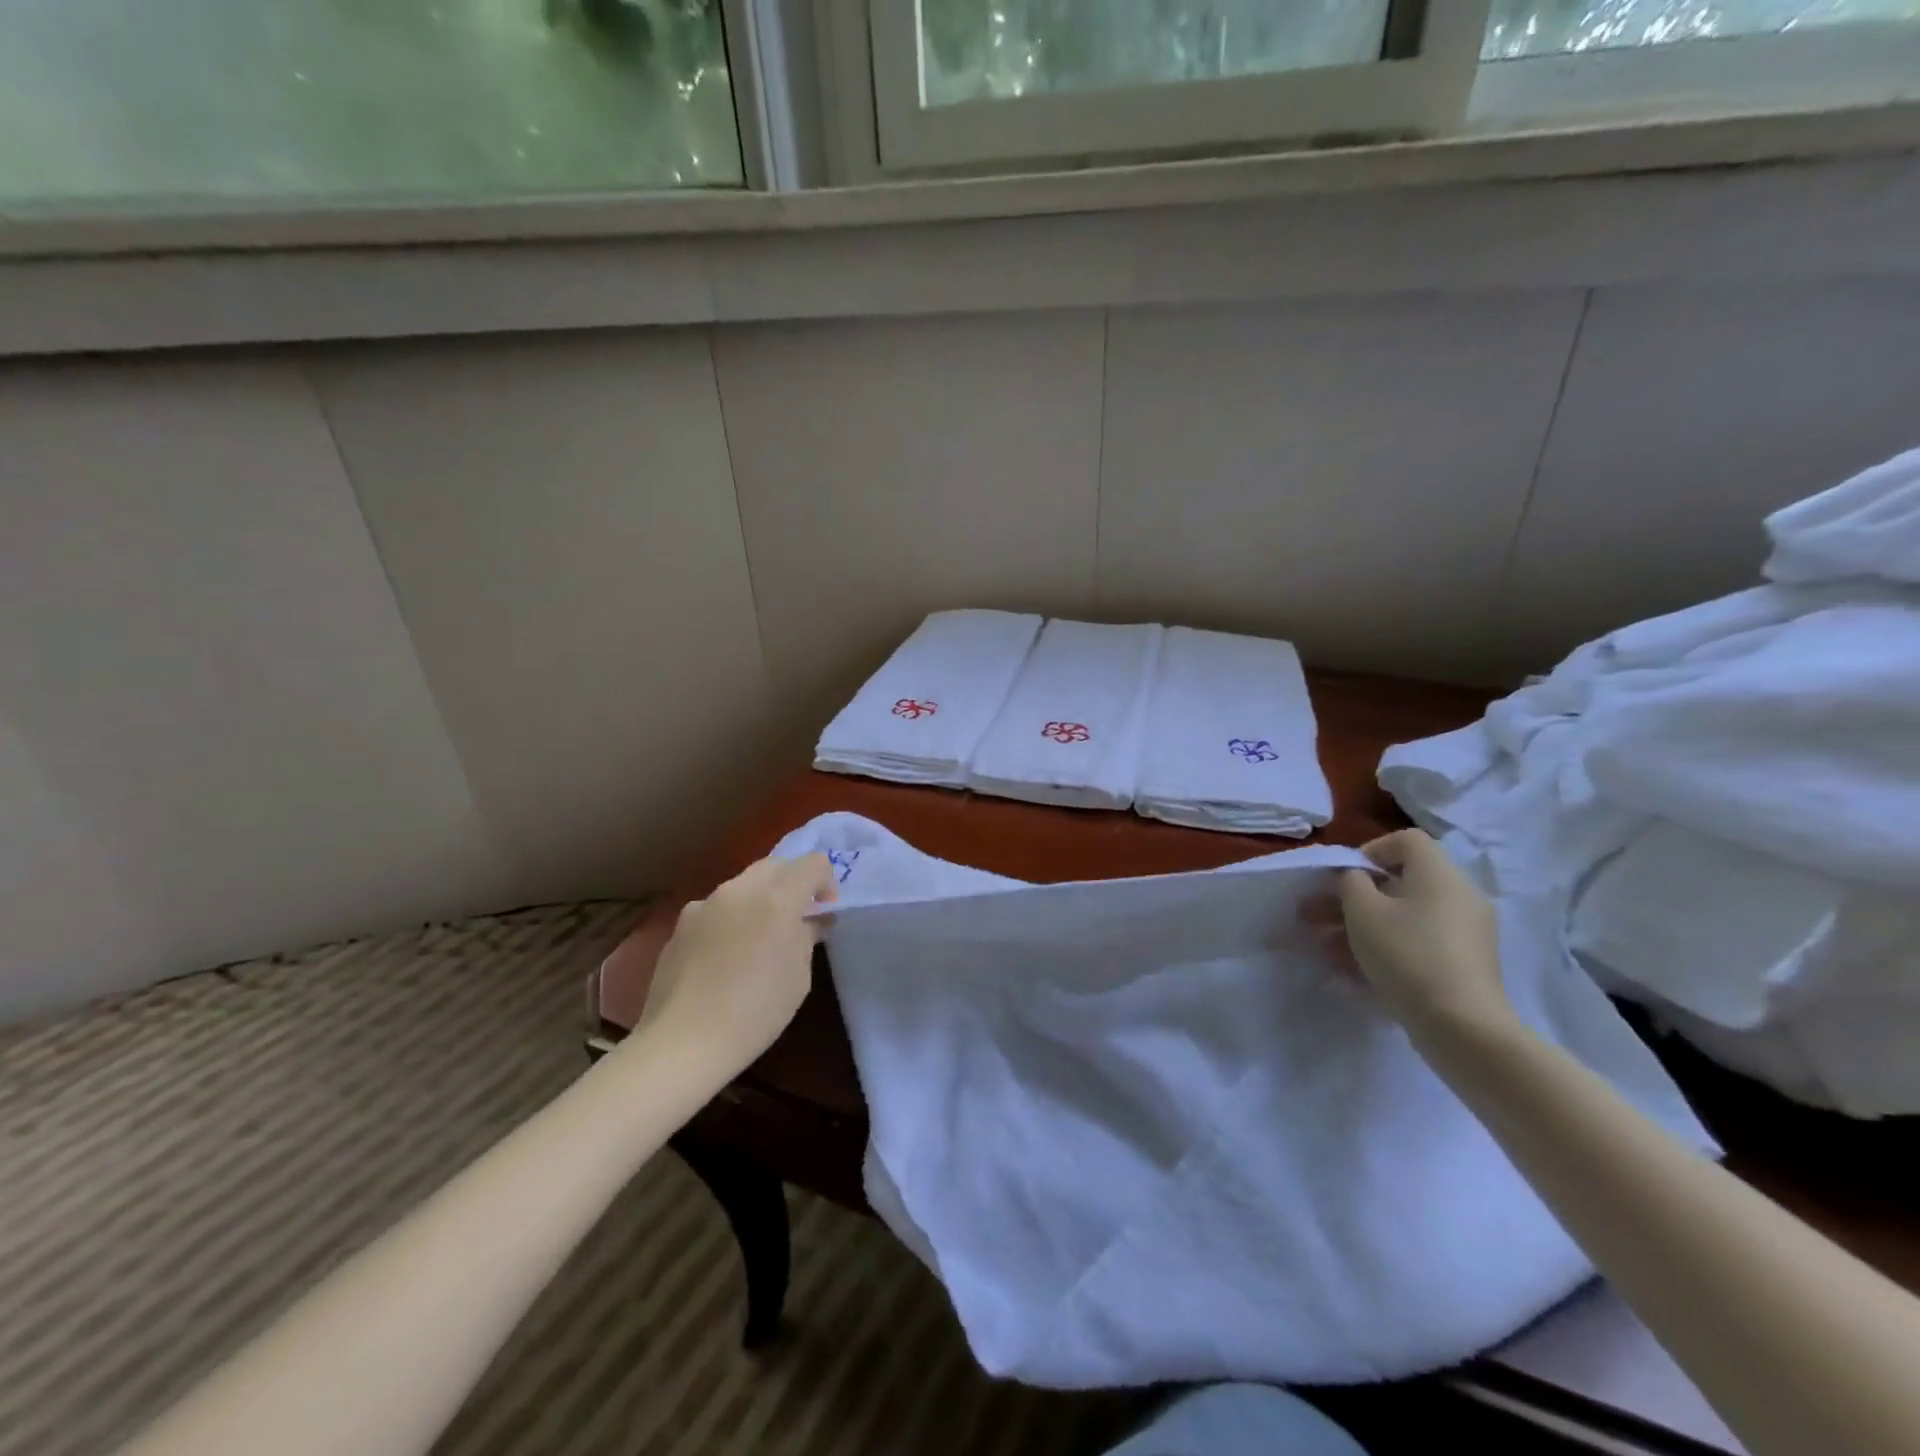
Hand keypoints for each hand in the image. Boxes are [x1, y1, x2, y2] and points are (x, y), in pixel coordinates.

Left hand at [640, 853, 837, 1074]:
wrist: (683, 1041)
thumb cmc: (756, 1011)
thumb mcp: (798, 977)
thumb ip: (806, 937)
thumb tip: (813, 921)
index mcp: (777, 897)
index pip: (812, 863)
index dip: (826, 880)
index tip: (826, 908)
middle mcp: (740, 889)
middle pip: (775, 865)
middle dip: (792, 882)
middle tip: (799, 916)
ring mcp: (705, 904)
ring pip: (743, 884)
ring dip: (761, 898)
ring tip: (761, 936)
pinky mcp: (681, 924)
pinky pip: (717, 908)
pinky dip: (732, 918)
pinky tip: (727, 955)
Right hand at [1335, 829, 1515, 1040]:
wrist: (1462, 1026)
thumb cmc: (1407, 954)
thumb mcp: (1362, 910)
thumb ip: (1351, 882)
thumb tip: (1356, 878)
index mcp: (1440, 874)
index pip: (1406, 841)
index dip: (1370, 851)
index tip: (1344, 878)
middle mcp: (1459, 896)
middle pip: (1401, 882)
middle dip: (1354, 897)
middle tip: (1318, 915)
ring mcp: (1465, 932)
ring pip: (1405, 916)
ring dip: (1363, 925)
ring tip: (1326, 947)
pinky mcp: (1464, 964)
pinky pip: (1417, 942)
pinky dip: (1386, 947)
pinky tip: (1353, 970)